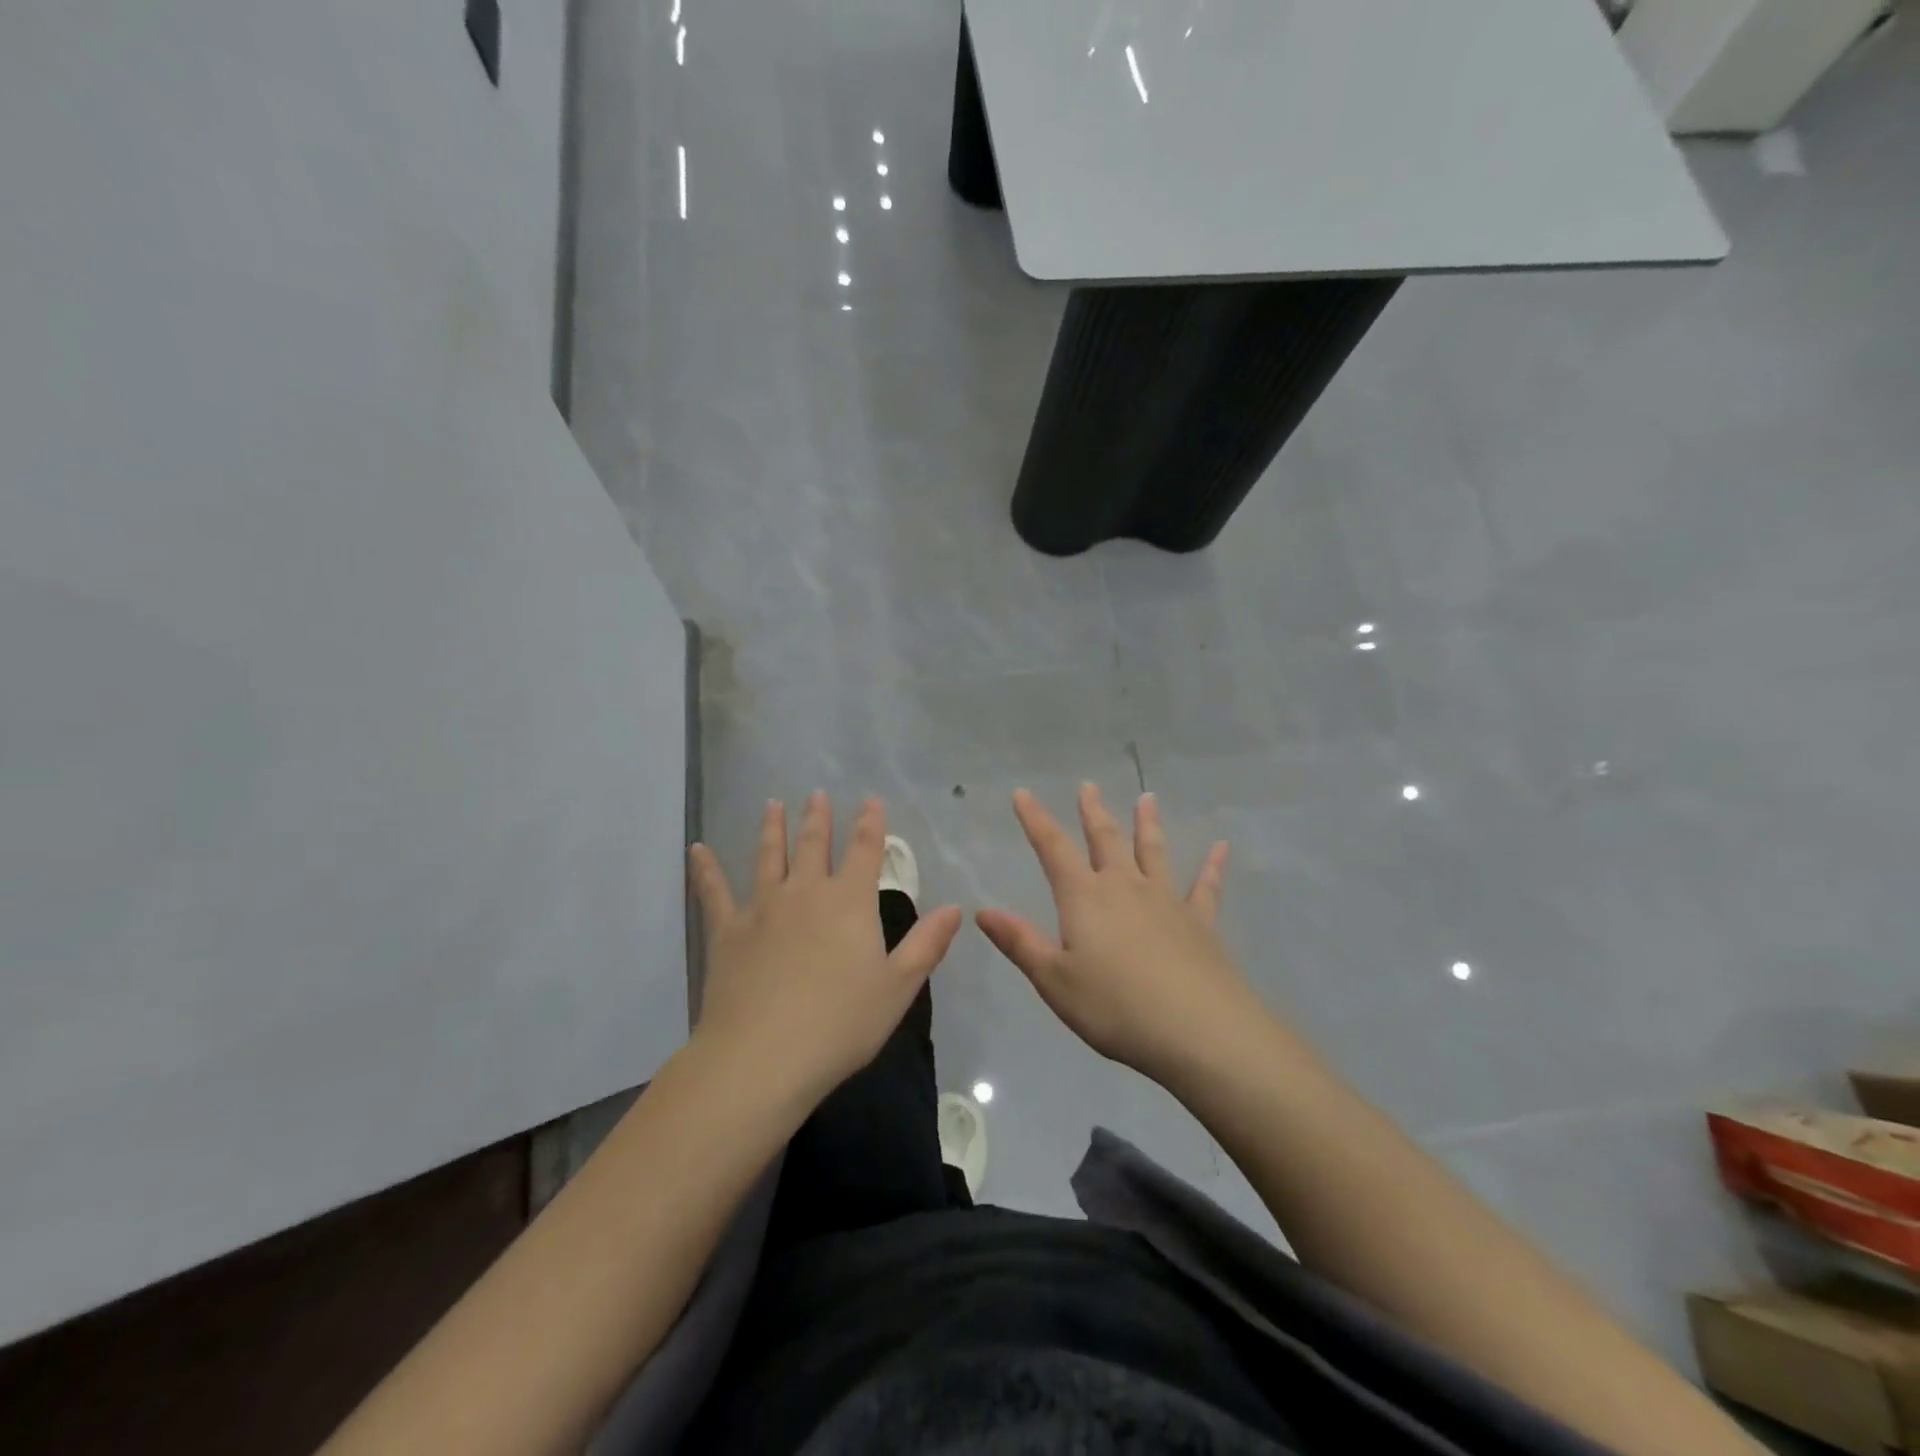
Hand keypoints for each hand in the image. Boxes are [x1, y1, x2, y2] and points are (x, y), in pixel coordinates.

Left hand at [688, 793, 962, 1107]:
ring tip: (772, 805)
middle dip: (819, 818)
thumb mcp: (898, 988)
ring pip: (769, 857)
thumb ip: (926, 944)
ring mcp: (762, 907)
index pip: (865, 851)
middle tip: (817, 794)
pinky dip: (705, 868)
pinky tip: (696, 849)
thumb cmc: (840, 1024)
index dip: (871, 823)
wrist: (763, 1056)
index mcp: (850, 903)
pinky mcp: (727, 930)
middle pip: (814, 845)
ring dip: (773, 829)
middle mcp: (806, 892)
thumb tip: (955, 908)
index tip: (871, 800)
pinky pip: (714, 891)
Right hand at [977, 784, 1260, 1086]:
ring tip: (1147, 797)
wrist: (1198, 1030)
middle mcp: (1124, 887)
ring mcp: (1166, 900)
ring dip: (1147, 824)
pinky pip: (1205, 886)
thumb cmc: (1115, 1008)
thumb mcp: (1055, 981)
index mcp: (1084, 898)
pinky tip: (1221, 848)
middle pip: (1105, 840)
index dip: (1036, 819)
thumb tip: (983, 911)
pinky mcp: (1200, 922)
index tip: (1023, 793)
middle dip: (1093, 812)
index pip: (1053, 848)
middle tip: (1088, 785)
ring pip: (1153, 852)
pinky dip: (1212, 866)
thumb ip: (1021, 943)